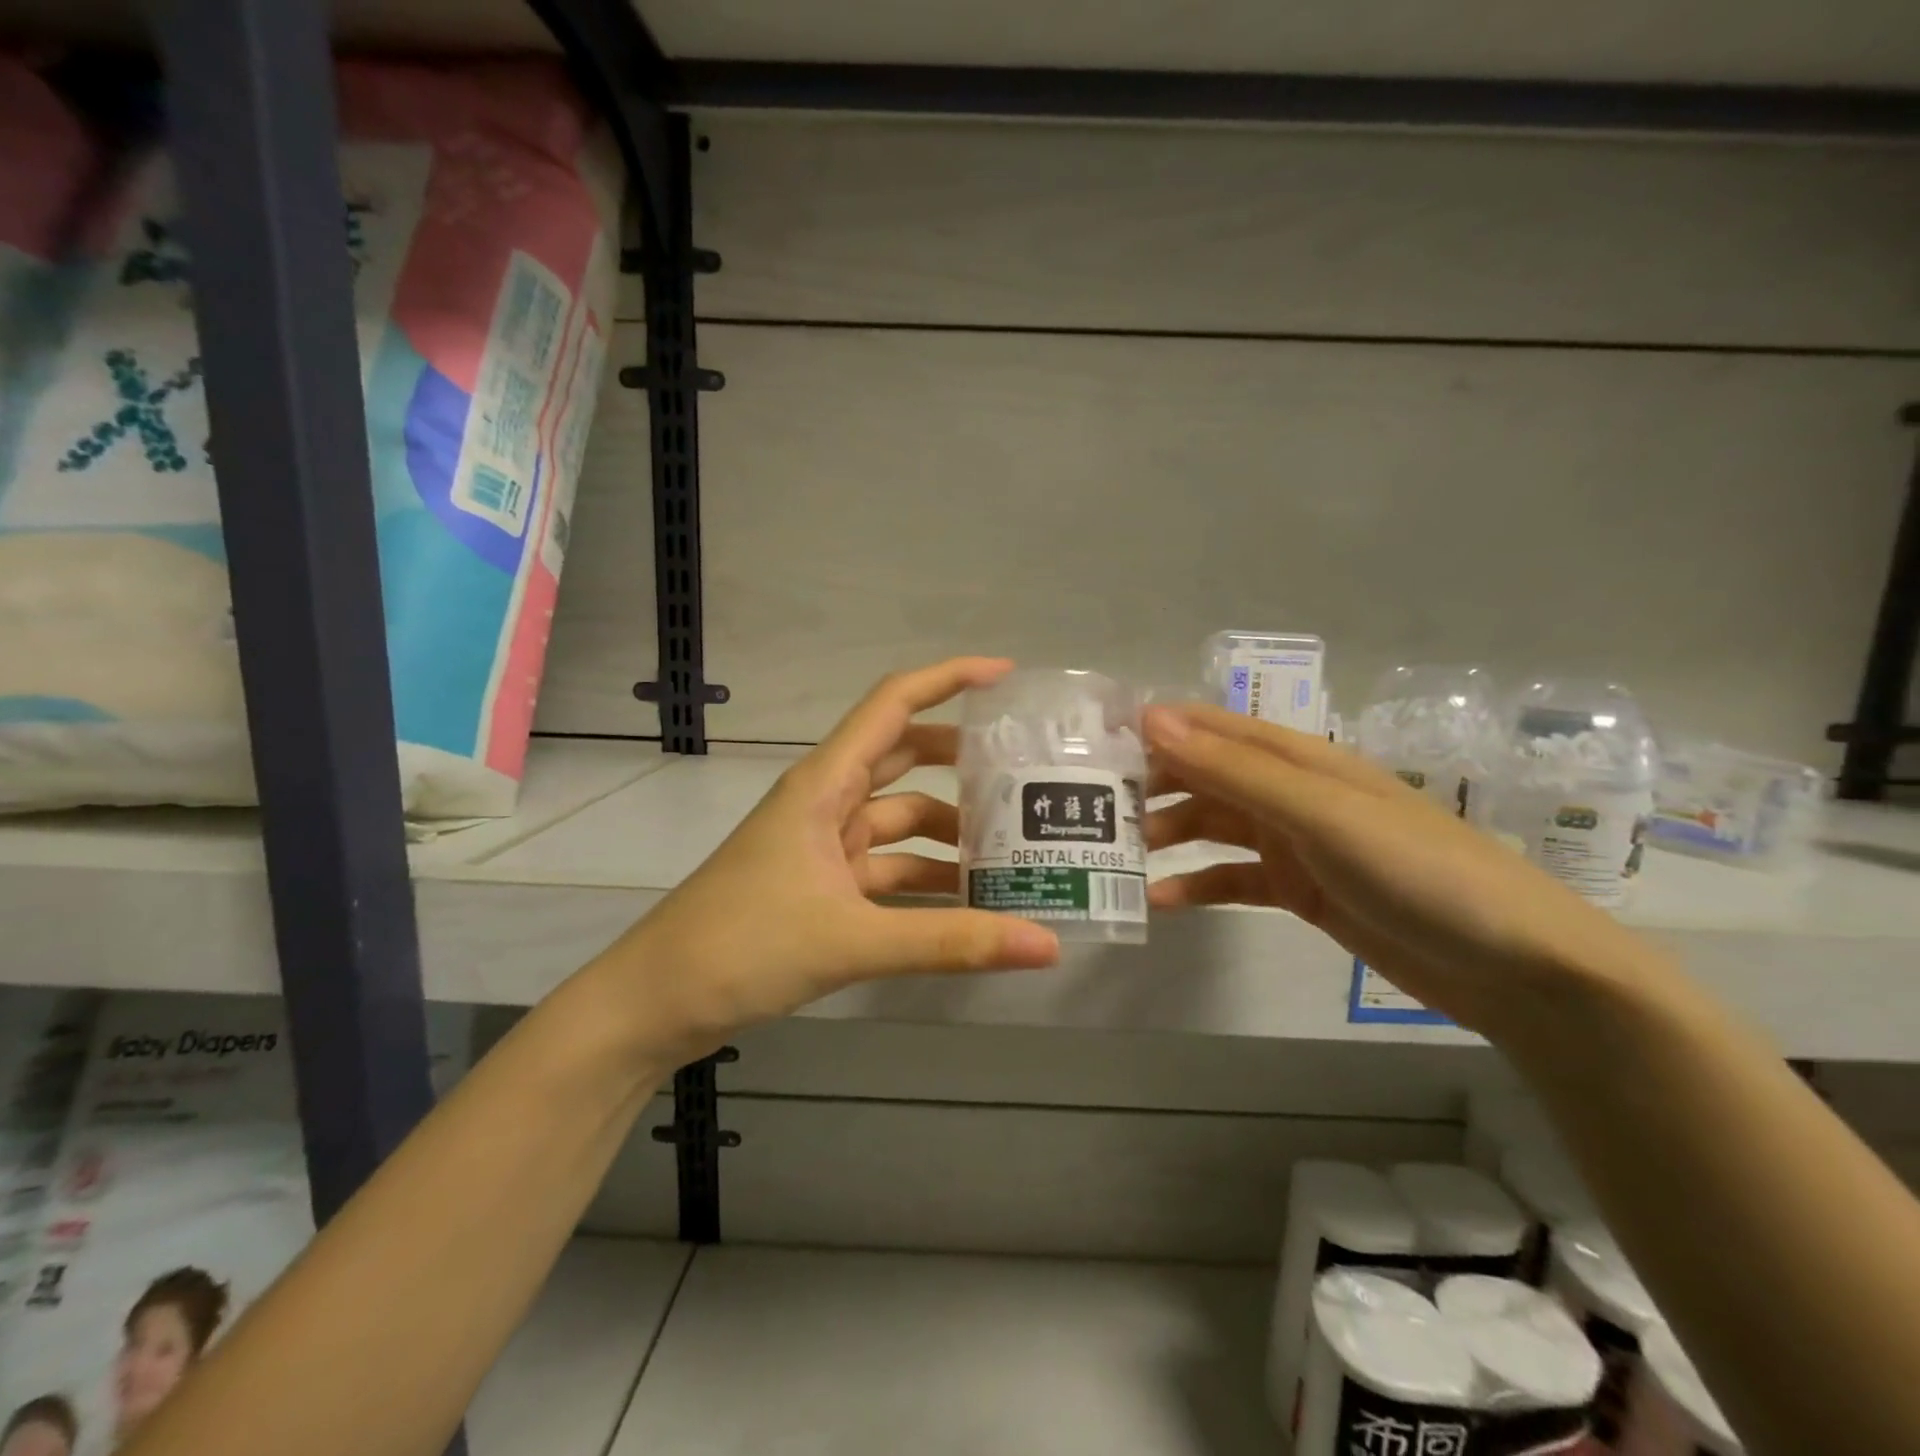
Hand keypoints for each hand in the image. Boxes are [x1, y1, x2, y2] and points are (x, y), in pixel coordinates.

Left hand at [600, 658, 1060, 1063]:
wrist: (656, 1002)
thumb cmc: (742, 945)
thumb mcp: (853, 940)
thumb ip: (950, 942)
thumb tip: (1047, 946)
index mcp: (825, 783)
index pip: (893, 704)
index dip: (949, 679)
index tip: (1006, 677)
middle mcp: (827, 803)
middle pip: (905, 759)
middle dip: (961, 761)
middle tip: (1024, 775)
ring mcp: (824, 846)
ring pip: (900, 822)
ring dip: (949, 833)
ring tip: (1014, 849)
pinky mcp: (823, 887)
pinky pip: (888, 870)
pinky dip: (926, 880)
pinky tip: (970, 903)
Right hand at [1142, 702, 1658, 1035]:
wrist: (1515, 966)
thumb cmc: (1417, 870)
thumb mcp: (1319, 813)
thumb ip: (1233, 768)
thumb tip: (1151, 716)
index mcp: (1298, 759)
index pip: (1211, 728)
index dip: (1155, 728)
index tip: (1093, 743)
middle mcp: (1291, 792)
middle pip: (1205, 776)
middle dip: (1152, 786)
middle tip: (1091, 809)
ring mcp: (1296, 843)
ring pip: (1214, 826)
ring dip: (1169, 835)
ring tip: (1117, 855)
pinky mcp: (1302, 891)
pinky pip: (1234, 879)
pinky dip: (1198, 885)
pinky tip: (1162, 901)